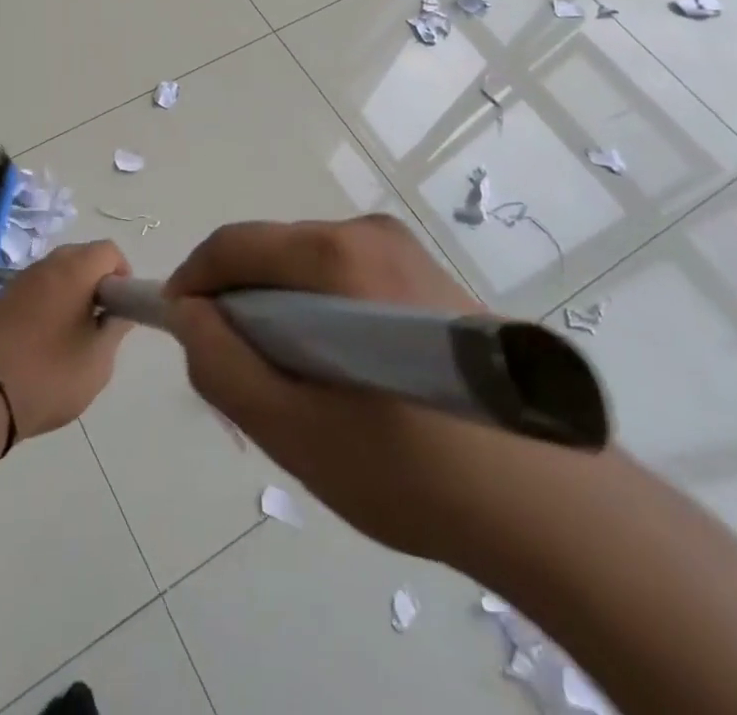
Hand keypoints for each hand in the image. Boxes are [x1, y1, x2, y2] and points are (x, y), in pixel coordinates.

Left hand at [0, 241, 132, 440]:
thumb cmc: (48, 375)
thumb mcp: (97, 361)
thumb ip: (115, 329)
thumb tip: (119, 312)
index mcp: (74, 271)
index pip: (108, 251)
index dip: (122, 274)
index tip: (121, 307)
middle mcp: (45, 266)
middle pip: (81, 256)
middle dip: (97, 281)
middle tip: (100, 321)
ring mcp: (18, 281)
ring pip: (56, 273)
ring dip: (71, 293)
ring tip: (73, 335)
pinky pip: (34, 290)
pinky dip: (47, 304)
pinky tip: (44, 341)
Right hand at [163, 215, 580, 572]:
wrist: (555, 504)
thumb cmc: (413, 469)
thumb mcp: (294, 430)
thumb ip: (222, 365)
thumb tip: (187, 314)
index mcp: (338, 256)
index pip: (233, 245)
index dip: (192, 283)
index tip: (181, 333)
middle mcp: (368, 232)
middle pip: (270, 254)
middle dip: (241, 305)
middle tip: (245, 377)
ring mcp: (403, 248)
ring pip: (305, 267)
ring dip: (282, 313)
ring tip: (301, 386)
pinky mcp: (425, 272)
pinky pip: (343, 278)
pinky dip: (321, 314)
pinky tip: (347, 377)